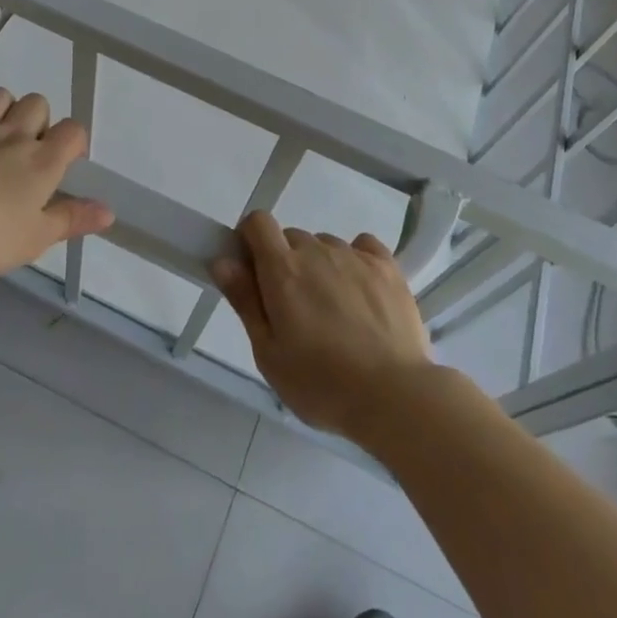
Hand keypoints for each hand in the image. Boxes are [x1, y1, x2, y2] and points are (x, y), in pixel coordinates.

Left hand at [0, 73, 112, 277]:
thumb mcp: (34, 239)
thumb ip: (71, 220)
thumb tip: (109, 211)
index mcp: (41, 162)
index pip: (73, 131)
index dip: (75, 140)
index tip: (69, 159)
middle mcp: (12, 136)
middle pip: (37, 104)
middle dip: (39, 119)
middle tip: (30, 147)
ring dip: (4, 105)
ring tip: (0, 124)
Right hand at [212, 212, 434, 441]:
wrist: (394, 395)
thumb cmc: (321, 383)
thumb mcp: (269, 353)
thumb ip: (244, 300)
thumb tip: (222, 260)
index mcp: (282, 268)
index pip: (257, 222)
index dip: (250, 240)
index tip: (253, 271)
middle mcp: (317, 250)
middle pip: (291, 238)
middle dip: (285, 263)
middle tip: (294, 310)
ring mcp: (355, 255)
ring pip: (326, 245)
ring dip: (321, 266)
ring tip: (334, 313)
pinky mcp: (387, 266)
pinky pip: (362, 247)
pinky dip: (355, 262)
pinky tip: (361, 294)